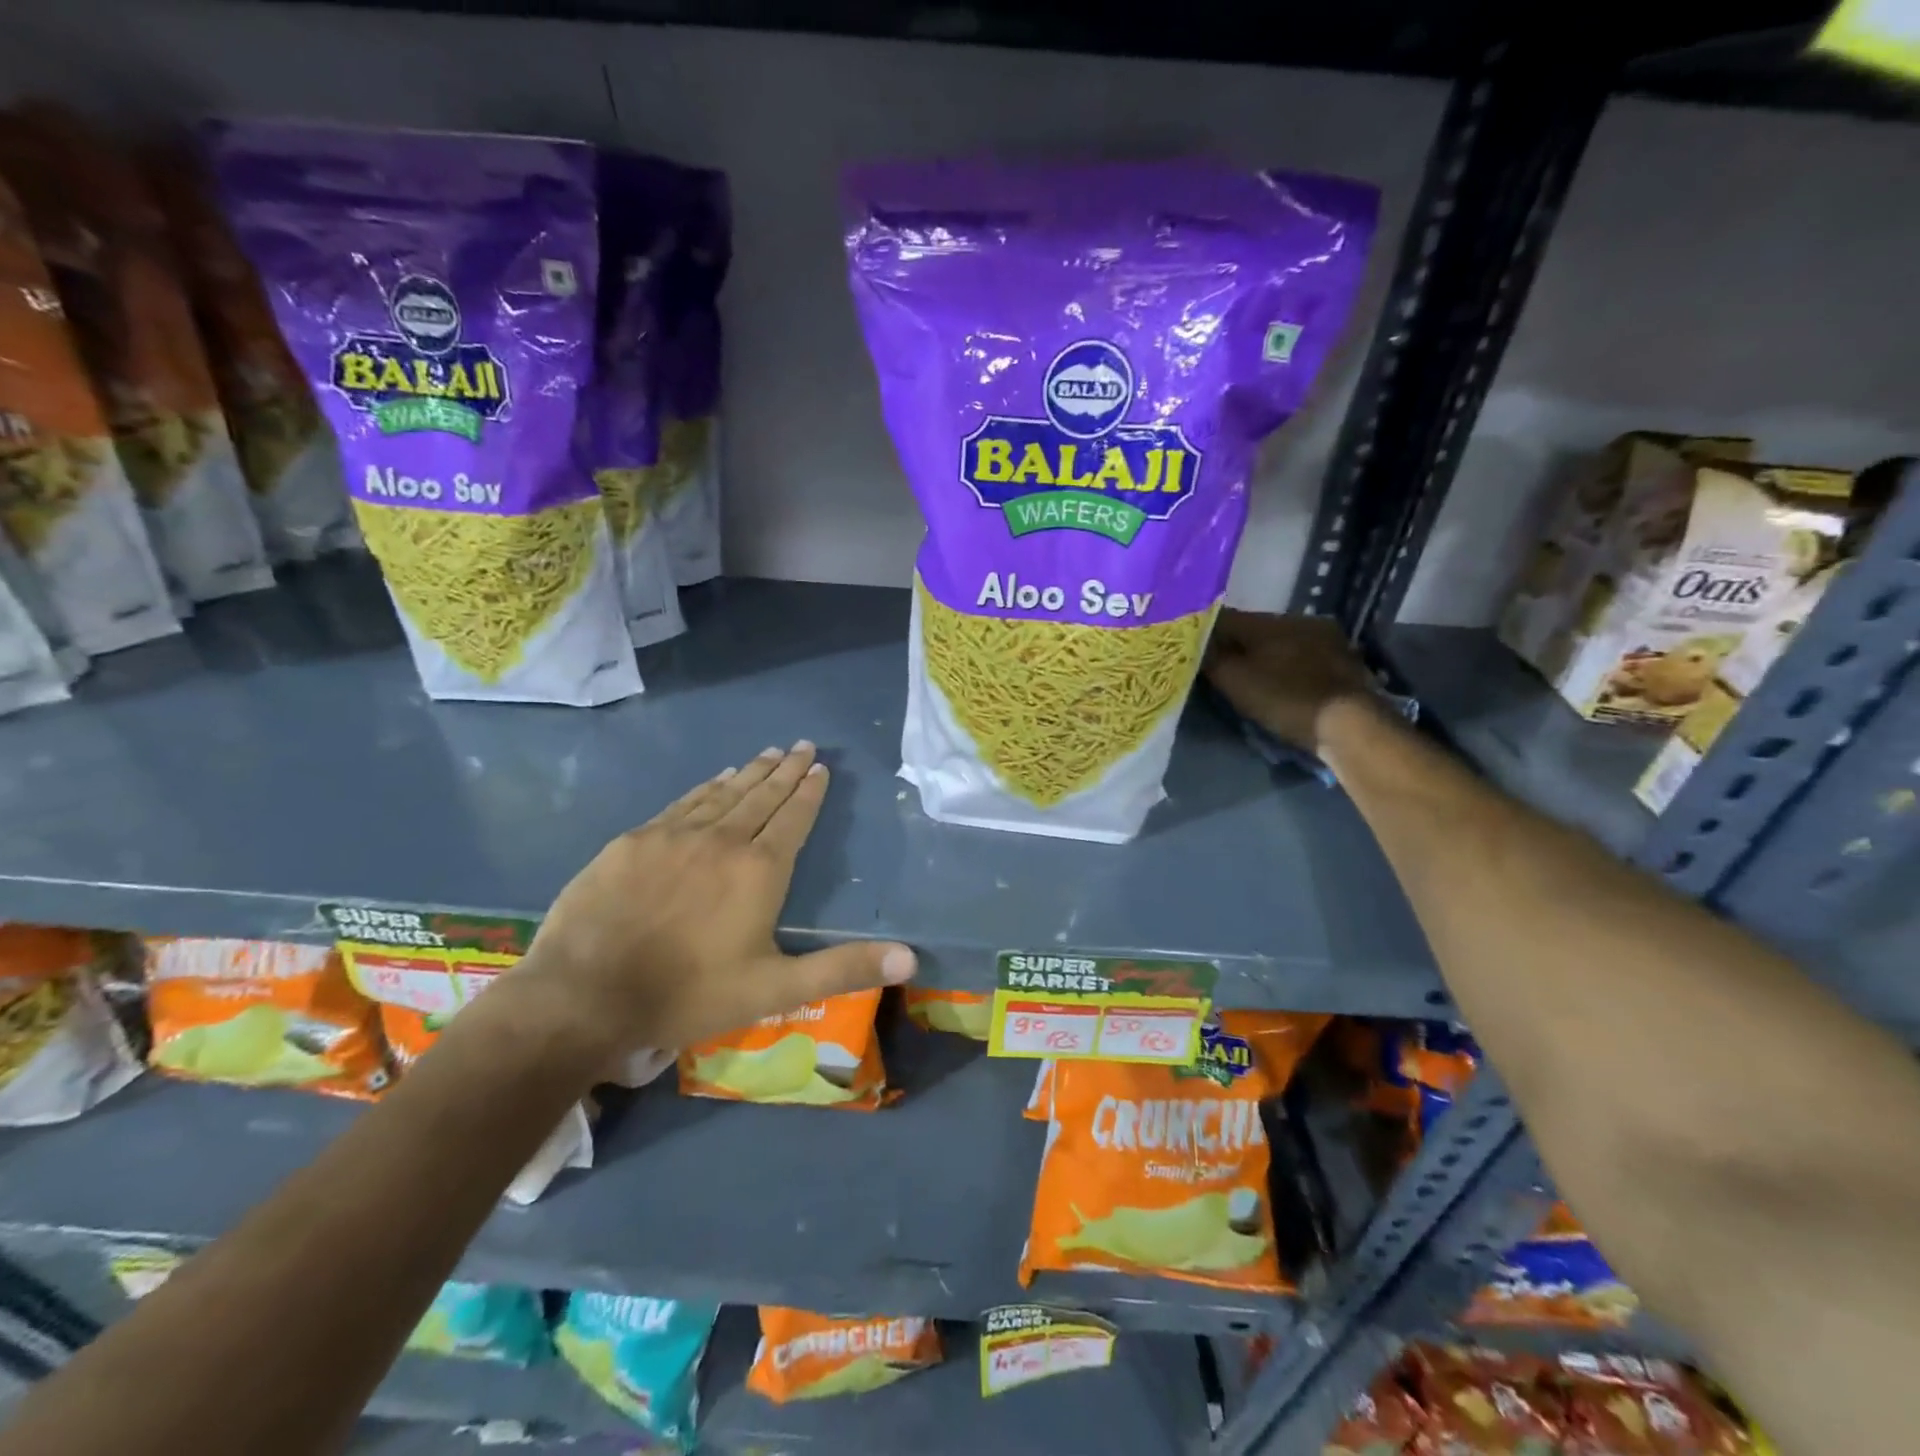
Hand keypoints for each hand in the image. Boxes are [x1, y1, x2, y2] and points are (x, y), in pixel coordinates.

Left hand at [506, 742, 915, 1066]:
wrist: (584, 994)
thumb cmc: (688, 993)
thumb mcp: (774, 989)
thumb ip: (843, 969)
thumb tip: (911, 956)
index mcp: (760, 870)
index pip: (793, 818)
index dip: (809, 792)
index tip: (820, 767)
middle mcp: (723, 840)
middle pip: (762, 796)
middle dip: (786, 770)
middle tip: (803, 745)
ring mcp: (675, 835)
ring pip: (724, 793)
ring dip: (750, 772)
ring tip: (769, 753)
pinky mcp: (635, 841)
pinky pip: (683, 803)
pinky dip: (706, 787)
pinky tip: (716, 779)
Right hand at [1204, 610, 1375, 753]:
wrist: (1350, 725)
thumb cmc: (1285, 699)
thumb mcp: (1235, 681)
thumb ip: (1211, 658)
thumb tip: (1194, 642)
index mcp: (1269, 621)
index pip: (1226, 618)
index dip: (1206, 632)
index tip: (1193, 647)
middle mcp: (1299, 620)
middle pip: (1255, 629)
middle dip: (1237, 644)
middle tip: (1222, 666)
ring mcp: (1326, 639)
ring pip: (1282, 642)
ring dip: (1266, 655)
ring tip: (1254, 677)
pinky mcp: (1344, 661)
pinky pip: (1303, 657)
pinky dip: (1289, 666)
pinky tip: (1285, 682)